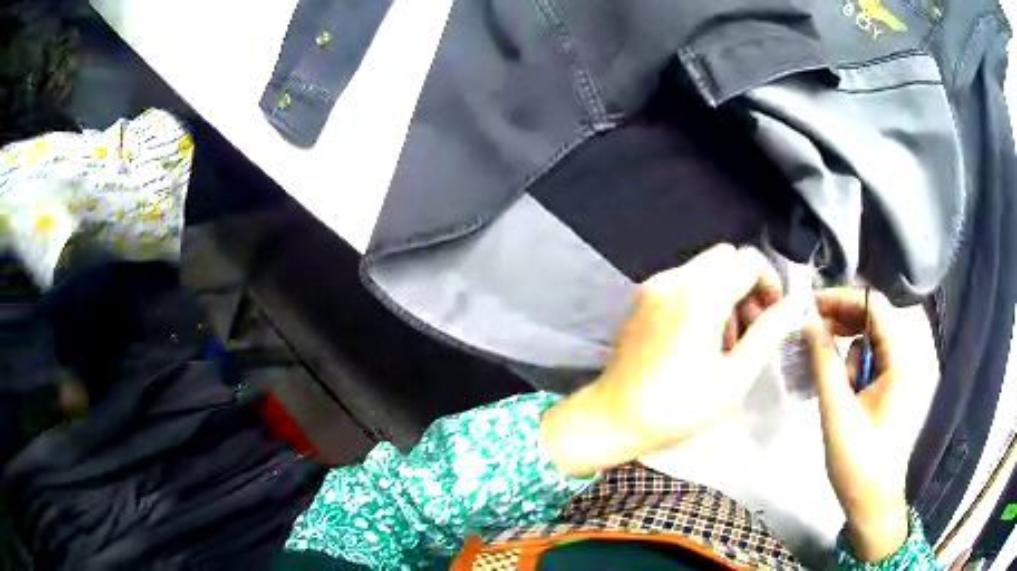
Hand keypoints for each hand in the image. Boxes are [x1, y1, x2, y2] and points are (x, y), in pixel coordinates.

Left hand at [540, 244, 799, 476]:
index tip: (773, 317)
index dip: (770, 283)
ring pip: (705, 269)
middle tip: (751, 330)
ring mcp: (653, 286)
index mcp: (700, 294)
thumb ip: (767, 334)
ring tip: (726, 343)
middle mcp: (674, 278)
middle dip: (748, 286)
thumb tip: (793, 305)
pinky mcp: (641, 299)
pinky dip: (702, 297)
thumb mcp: (733, 378)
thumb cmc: (677, 407)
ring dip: (726, 293)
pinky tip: (700, 339)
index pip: (749, 261)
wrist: (612, 419)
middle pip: (726, 258)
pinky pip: (683, 282)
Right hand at [806, 288, 938, 561]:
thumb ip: (824, 363)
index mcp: (904, 361)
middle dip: (847, 320)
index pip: (876, 307)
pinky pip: (882, 355)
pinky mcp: (905, 383)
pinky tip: (848, 383)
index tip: (813, 305)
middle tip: (816, 332)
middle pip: (879, 317)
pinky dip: (862, 360)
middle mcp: (914, 356)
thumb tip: (809, 323)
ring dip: (854, 345)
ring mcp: (912, 371)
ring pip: (879, 336)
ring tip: (835, 374)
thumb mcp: (837, 413)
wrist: (873, 501)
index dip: (844, 299)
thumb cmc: (858, 462)